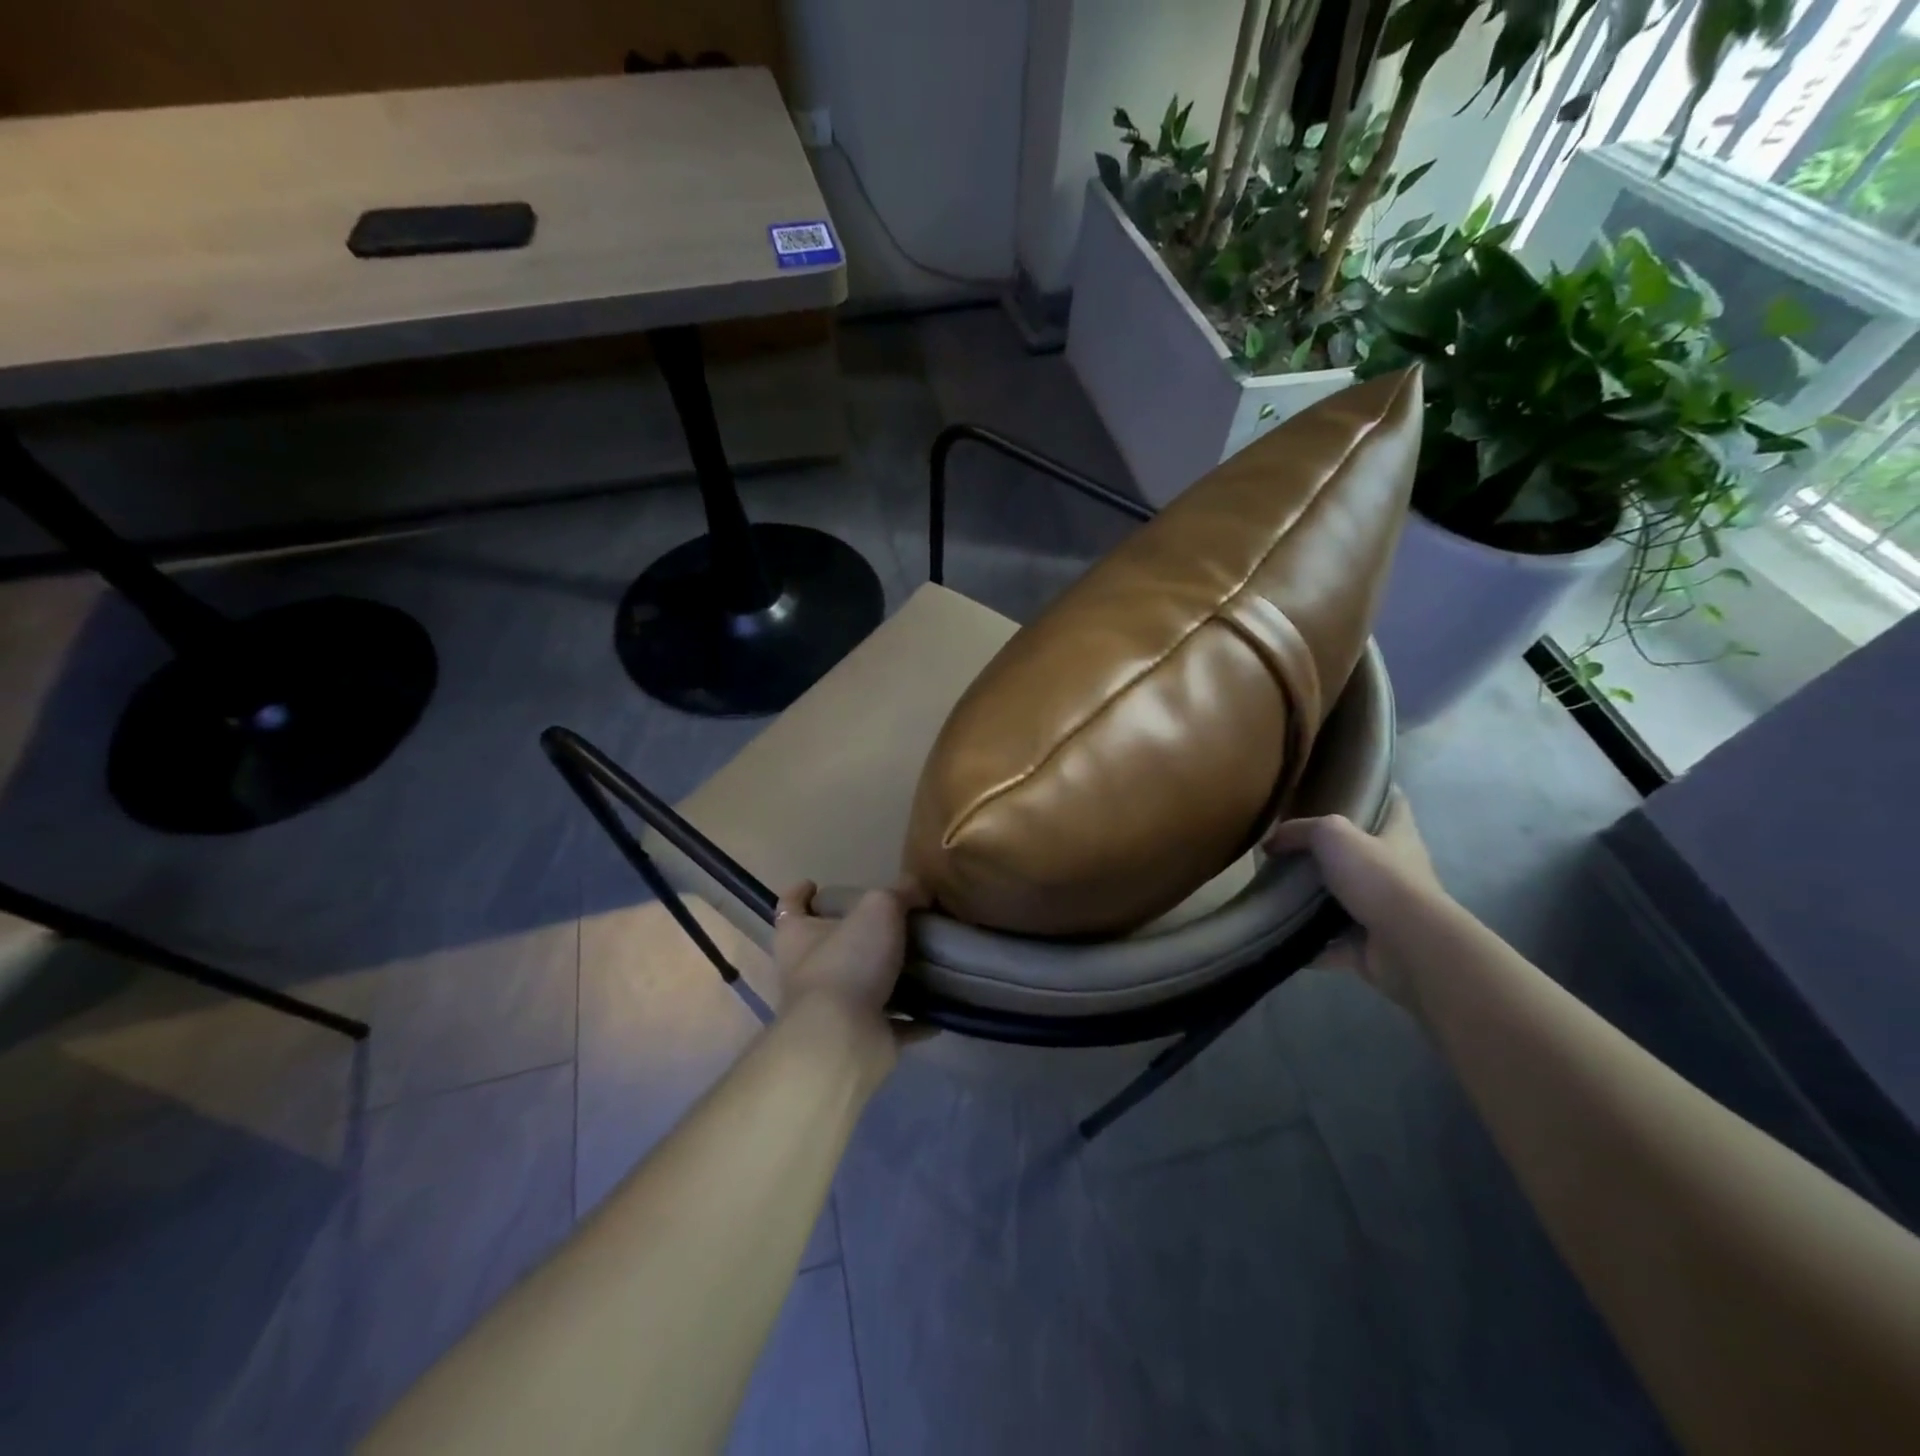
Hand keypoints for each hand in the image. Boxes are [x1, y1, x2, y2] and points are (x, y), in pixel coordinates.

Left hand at [771, 878, 927, 1028]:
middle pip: (827, 946)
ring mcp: (830, 1010)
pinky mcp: (857, 1038)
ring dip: (886, 978)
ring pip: (860, 986)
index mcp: (798, 936)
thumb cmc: (848, 962)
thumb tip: (918, 887)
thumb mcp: (879, 908)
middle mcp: (807, 972)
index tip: (814, 885)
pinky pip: (889, 1024)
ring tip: (921, 961)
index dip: (799, 894)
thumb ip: (900, 893)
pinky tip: (937, 1009)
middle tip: (889, 922)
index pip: (790, 907)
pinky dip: (911, 1019)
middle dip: (853, 936)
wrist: (843, 1040)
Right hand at [1264, 789, 1442, 1009]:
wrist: (1408, 945)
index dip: (1374, 792)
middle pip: (1363, 855)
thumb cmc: (1378, 877)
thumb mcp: (1332, 835)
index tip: (1345, 787)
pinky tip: (1281, 935)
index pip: (1393, 804)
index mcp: (1398, 837)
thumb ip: (1299, 832)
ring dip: (1317, 902)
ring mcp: (1385, 913)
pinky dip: (1311, 944)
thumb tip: (1271, 844)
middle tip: (1291, 847)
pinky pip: (1333, 943)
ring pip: (1346, 901)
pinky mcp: (1371, 948)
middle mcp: (1397, 873)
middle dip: (1332, 854)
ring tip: (1278, 892)